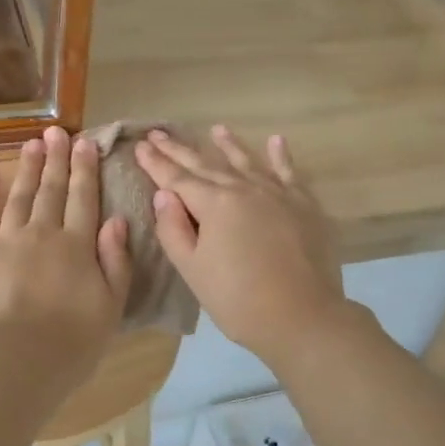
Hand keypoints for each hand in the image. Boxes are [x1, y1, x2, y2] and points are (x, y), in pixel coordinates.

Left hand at [0, 128, 132, 378]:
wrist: (15, 361)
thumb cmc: (72, 343)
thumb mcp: (111, 306)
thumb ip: (116, 261)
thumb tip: (117, 221)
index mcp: (78, 246)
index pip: (85, 199)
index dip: (86, 169)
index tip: (85, 143)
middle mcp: (43, 233)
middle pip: (52, 190)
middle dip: (56, 159)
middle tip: (57, 132)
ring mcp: (6, 240)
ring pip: (19, 196)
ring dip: (27, 168)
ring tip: (32, 144)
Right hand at [134, 126, 346, 368]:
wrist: (302, 317)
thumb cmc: (238, 299)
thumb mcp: (193, 270)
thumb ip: (174, 229)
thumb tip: (164, 194)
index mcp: (215, 204)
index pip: (177, 178)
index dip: (156, 163)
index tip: (140, 146)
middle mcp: (245, 189)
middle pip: (206, 165)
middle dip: (180, 150)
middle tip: (160, 133)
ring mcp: (277, 194)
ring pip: (247, 162)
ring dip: (228, 145)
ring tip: (216, 128)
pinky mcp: (304, 206)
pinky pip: (289, 173)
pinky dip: (280, 156)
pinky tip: (276, 140)